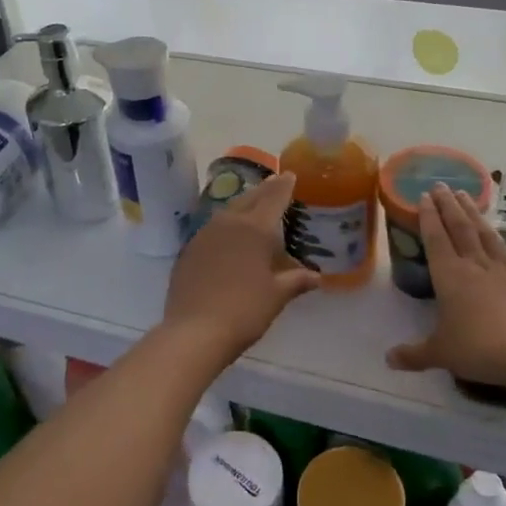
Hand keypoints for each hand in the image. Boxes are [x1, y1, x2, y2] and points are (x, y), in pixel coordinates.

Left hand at [163, 173, 319, 362]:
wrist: (194, 331)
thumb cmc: (244, 311)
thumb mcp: (277, 296)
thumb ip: (296, 280)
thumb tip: (316, 277)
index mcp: (255, 228)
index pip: (274, 198)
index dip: (284, 185)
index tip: (290, 174)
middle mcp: (229, 223)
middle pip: (249, 198)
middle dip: (264, 190)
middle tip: (275, 183)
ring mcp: (204, 235)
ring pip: (228, 211)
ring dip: (243, 205)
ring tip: (253, 206)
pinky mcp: (189, 250)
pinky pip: (212, 228)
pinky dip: (225, 225)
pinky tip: (229, 236)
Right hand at [387, 185, 505, 391]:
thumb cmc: (479, 348)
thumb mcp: (441, 353)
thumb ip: (415, 354)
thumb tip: (389, 359)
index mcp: (450, 276)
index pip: (436, 239)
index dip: (428, 217)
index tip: (424, 195)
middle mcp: (475, 265)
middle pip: (460, 228)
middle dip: (449, 205)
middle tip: (442, 185)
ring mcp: (503, 270)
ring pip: (485, 234)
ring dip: (474, 213)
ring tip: (468, 196)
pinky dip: (501, 242)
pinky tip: (502, 239)